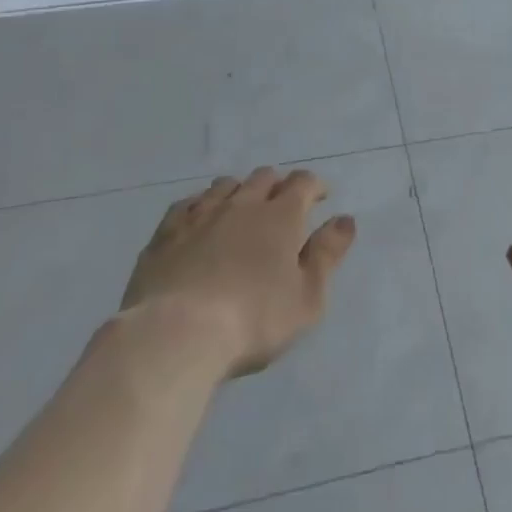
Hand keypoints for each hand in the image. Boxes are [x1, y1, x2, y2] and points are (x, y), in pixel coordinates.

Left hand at [120, 166, 356, 378]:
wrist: (175, 334)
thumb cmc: (253, 320)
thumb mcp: (307, 298)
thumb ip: (327, 255)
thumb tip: (345, 219)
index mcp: (281, 215)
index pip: (303, 182)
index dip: (315, 186)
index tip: (320, 198)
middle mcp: (242, 203)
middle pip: (264, 177)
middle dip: (277, 185)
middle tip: (281, 207)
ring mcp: (201, 214)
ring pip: (225, 185)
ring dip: (239, 191)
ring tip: (241, 211)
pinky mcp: (166, 232)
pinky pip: (186, 204)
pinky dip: (200, 206)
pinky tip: (198, 221)